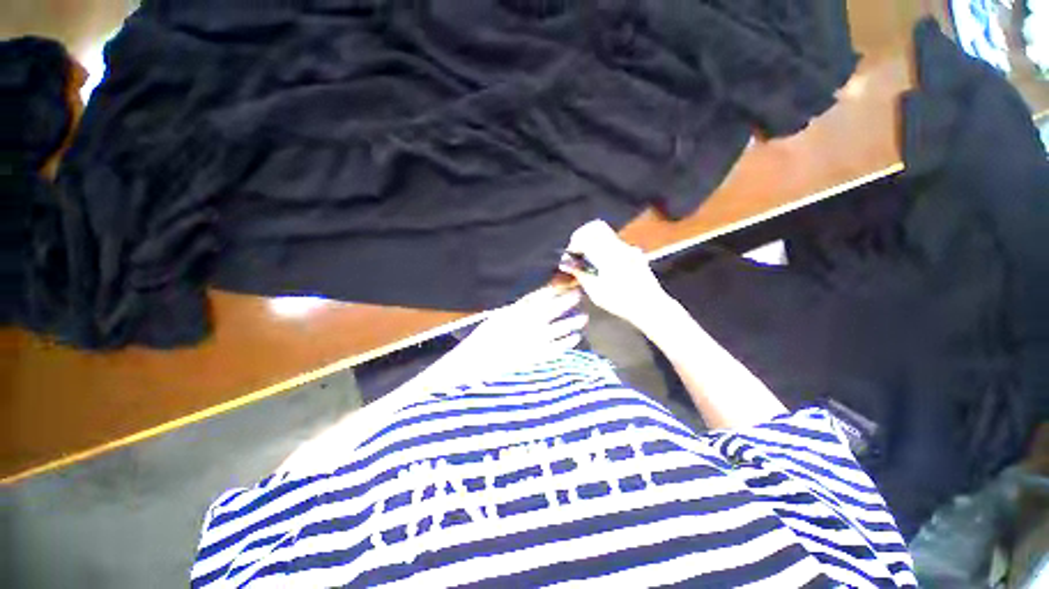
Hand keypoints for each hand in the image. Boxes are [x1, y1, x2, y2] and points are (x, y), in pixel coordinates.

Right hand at [432, 286, 587, 383]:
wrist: (477, 361)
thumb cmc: (485, 336)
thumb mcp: (500, 316)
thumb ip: (519, 307)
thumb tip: (536, 298)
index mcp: (518, 312)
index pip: (540, 297)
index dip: (555, 289)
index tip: (567, 282)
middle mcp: (528, 324)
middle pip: (552, 309)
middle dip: (567, 301)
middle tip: (579, 294)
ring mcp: (533, 341)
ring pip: (558, 328)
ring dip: (571, 322)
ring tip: (583, 317)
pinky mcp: (535, 356)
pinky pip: (555, 349)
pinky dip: (566, 343)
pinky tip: (575, 338)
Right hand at [560, 220, 672, 329]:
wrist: (651, 306)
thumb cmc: (621, 301)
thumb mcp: (595, 291)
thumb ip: (580, 274)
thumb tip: (568, 264)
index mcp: (607, 254)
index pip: (584, 236)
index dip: (573, 244)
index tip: (570, 257)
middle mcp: (619, 246)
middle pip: (596, 227)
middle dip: (583, 236)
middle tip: (577, 252)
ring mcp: (629, 248)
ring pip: (606, 234)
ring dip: (594, 242)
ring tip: (589, 261)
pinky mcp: (635, 254)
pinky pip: (615, 244)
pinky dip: (604, 249)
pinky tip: (603, 266)